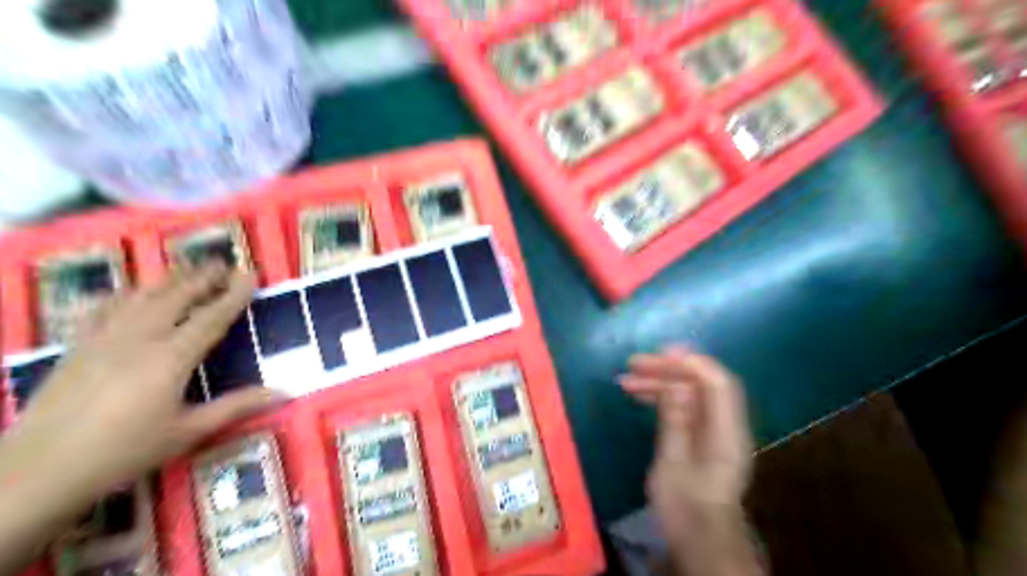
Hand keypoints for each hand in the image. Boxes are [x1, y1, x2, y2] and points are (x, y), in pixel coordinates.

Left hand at [7, 266, 282, 499]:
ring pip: (140, 297)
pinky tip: (130, 292)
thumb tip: (284, 392)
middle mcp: (139, 339)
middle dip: (202, 277)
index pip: (211, 317)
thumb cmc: (123, 452)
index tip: (251, 273)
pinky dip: (122, 294)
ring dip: (167, 279)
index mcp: (171, 358)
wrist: (37, 471)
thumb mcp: (188, 432)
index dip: (234, 294)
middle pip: (175, 297)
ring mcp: (103, 339)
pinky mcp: (77, 347)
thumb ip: (236, 406)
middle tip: (224, 262)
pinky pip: (102, 308)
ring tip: (187, 269)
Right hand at [617, 350, 759, 574]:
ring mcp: (715, 429)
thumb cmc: (685, 507)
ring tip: (626, 380)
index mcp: (727, 433)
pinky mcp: (703, 435)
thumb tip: (673, 384)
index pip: (717, 383)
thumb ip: (675, 421)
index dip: (691, 362)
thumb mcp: (673, 464)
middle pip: (702, 383)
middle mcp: (726, 425)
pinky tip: (639, 395)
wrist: (700, 539)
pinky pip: (686, 405)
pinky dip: (663, 396)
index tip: (659, 353)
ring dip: (661, 381)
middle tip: (633, 364)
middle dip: (668, 369)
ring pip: (691, 392)